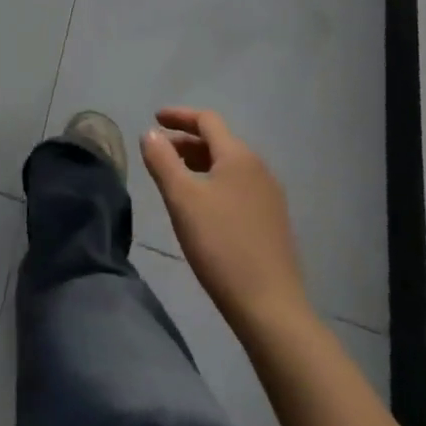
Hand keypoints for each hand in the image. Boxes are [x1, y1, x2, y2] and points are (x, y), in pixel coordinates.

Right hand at [141, 107, 310, 336]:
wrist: (272, 310)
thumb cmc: (221, 246)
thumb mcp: (182, 199)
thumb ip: (162, 160)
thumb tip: (151, 133)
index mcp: (238, 156)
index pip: (206, 120)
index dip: (178, 116)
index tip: (155, 119)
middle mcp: (258, 168)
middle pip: (218, 141)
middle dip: (186, 142)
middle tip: (160, 155)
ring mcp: (270, 196)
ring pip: (229, 165)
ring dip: (200, 163)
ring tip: (177, 180)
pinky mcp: (274, 222)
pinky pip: (239, 186)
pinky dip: (216, 183)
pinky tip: (203, 207)